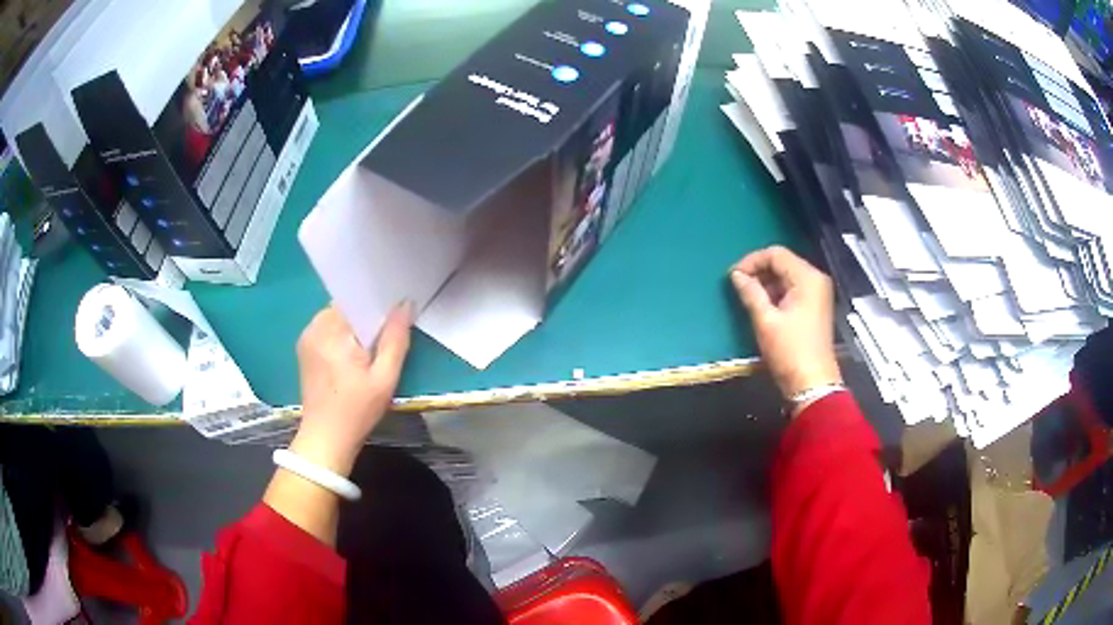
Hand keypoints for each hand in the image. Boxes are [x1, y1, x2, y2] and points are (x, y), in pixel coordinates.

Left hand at [290, 302, 412, 476]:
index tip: (394, 317)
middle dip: (366, 320)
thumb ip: (396, 339)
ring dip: (354, 329)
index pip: (356, 299)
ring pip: (337, 319)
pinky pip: (327, 331)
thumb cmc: (357, 410)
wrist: (327, 439)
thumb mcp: (384, 377)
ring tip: (369, 351)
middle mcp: (314, 327)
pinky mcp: (304, 350)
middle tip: (384, 339)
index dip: (377, 304)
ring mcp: (306, 338)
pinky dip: (342, 338)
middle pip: (346, 308)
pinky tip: (353, 360)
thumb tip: (405, 304)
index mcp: (331, 329)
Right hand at [730, 246, 840, 406]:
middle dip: (759, 271)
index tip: (733, 276)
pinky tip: (762, 305)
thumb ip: (750, 293)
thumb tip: (736, 275)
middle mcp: (815, 279)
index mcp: (807, 278)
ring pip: (786, 276)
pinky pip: (792, 289)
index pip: (776, 254)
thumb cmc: (789, 351)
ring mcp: (817, 293)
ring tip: (747, 296)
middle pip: (783, 262)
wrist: (812, 383)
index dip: (752, 261)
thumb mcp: (765, 321)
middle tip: (737, 286)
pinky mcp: (814, 306)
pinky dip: (776, 293)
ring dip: (766, 282)